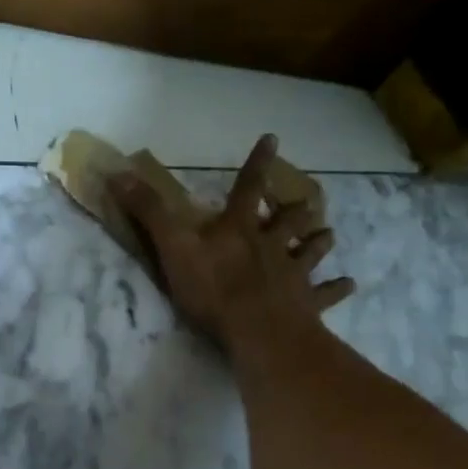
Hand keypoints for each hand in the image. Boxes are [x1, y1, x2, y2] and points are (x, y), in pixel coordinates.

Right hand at [111, 134, 353, 351]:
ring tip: (329, 234)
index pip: (247, 187)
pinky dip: (337, 288)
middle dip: (294, 210)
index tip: (273, 139)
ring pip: (309, 252)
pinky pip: (326, 294)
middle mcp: (271, 244)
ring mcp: (292, 274)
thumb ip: (149, 211)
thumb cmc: (213, 288)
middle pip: (287, 221)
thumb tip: (118, 172)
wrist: (256, 330)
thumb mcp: (172, 246)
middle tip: (308, 202)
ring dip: (318, 242)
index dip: (257, 164)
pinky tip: (349, 284)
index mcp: (239, 228)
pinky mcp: (307, 303)